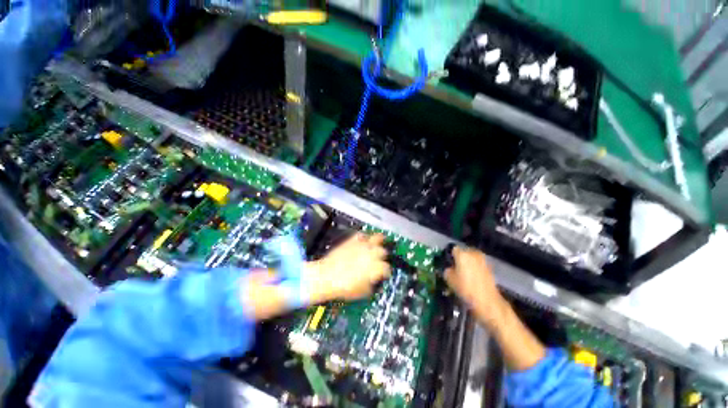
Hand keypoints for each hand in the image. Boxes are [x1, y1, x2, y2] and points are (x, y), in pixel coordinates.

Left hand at [307, 233, 389, 301]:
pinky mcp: (352, 241)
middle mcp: (371, 254)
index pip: (387, 268)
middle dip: (383, 257)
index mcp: (376, 267)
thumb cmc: (344, 287)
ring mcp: (362, 246)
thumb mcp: (363, 293)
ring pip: (377, 238)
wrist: (326, 277)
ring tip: (380, 241)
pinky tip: (363, 241)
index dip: (386, 272)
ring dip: (379, 241)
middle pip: (383, 251)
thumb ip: (372, 285)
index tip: (384, 274)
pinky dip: (364, 237)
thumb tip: (373, 282)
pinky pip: (361, 235)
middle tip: (379, 261)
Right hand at [444, 246, 507, 327]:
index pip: (453, 249)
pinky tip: (473, 277)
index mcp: (462, 254)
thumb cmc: (466, 288)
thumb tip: (449, 269)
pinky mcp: (490, 268)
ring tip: (464, 273)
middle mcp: (473, 254)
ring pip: (472, 258)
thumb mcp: (450, 280)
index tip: (448, 262)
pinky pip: (479, 265)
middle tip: (456, 267)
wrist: (487, 301)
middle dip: (460, 258)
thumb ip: (447, 271)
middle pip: (464, 252)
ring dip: (469, 263)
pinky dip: (475, 269)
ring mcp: (483, 260)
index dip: (450, 255)